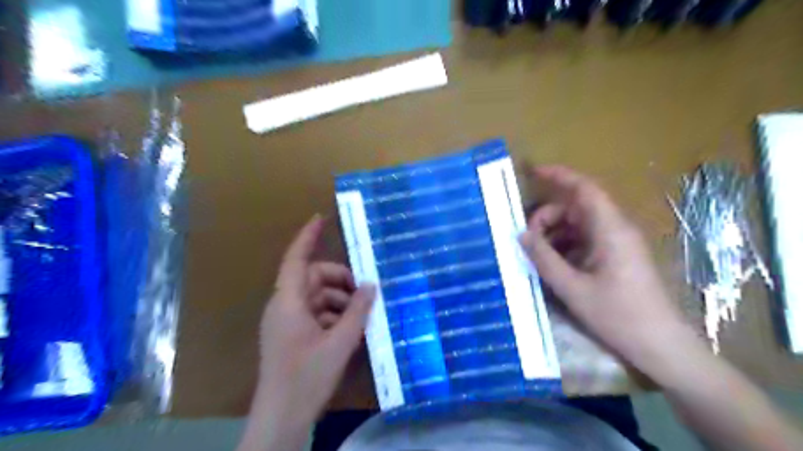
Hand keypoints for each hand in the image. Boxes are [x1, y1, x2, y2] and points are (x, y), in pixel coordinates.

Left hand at [239, 215, 374, 450]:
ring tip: (363, 314)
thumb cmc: (307, 377)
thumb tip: (372, 285)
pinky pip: (315, 313)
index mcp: (288, 302)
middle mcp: (284, 306)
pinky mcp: (292, 334)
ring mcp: (287, 321)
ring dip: (340, 301)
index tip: (321, 218)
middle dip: (341, 281)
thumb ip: (357, 311)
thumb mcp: (340, 342)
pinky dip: (333, 315)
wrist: (282, 417)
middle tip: (366, 292)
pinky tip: (351, 328)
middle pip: (314, 279)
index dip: (307, 237)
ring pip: (317, 297)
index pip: (296, 259)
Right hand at [521, 165, 696, 377]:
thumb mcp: (573, 288)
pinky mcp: (617, 257)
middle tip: (527, 238)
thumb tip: (521, 234)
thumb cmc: (619, 316)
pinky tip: (553, 265)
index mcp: (610, 230)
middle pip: (576, 207)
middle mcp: (616, 229)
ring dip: (555, 233)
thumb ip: (544, 258)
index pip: (584, 189)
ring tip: (537, 255)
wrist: (661, 346)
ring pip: (579, 224)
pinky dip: (565, 246)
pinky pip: (585, 240)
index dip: (559, 175)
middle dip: (548, 216)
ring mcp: (618, 243)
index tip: (532, 172)